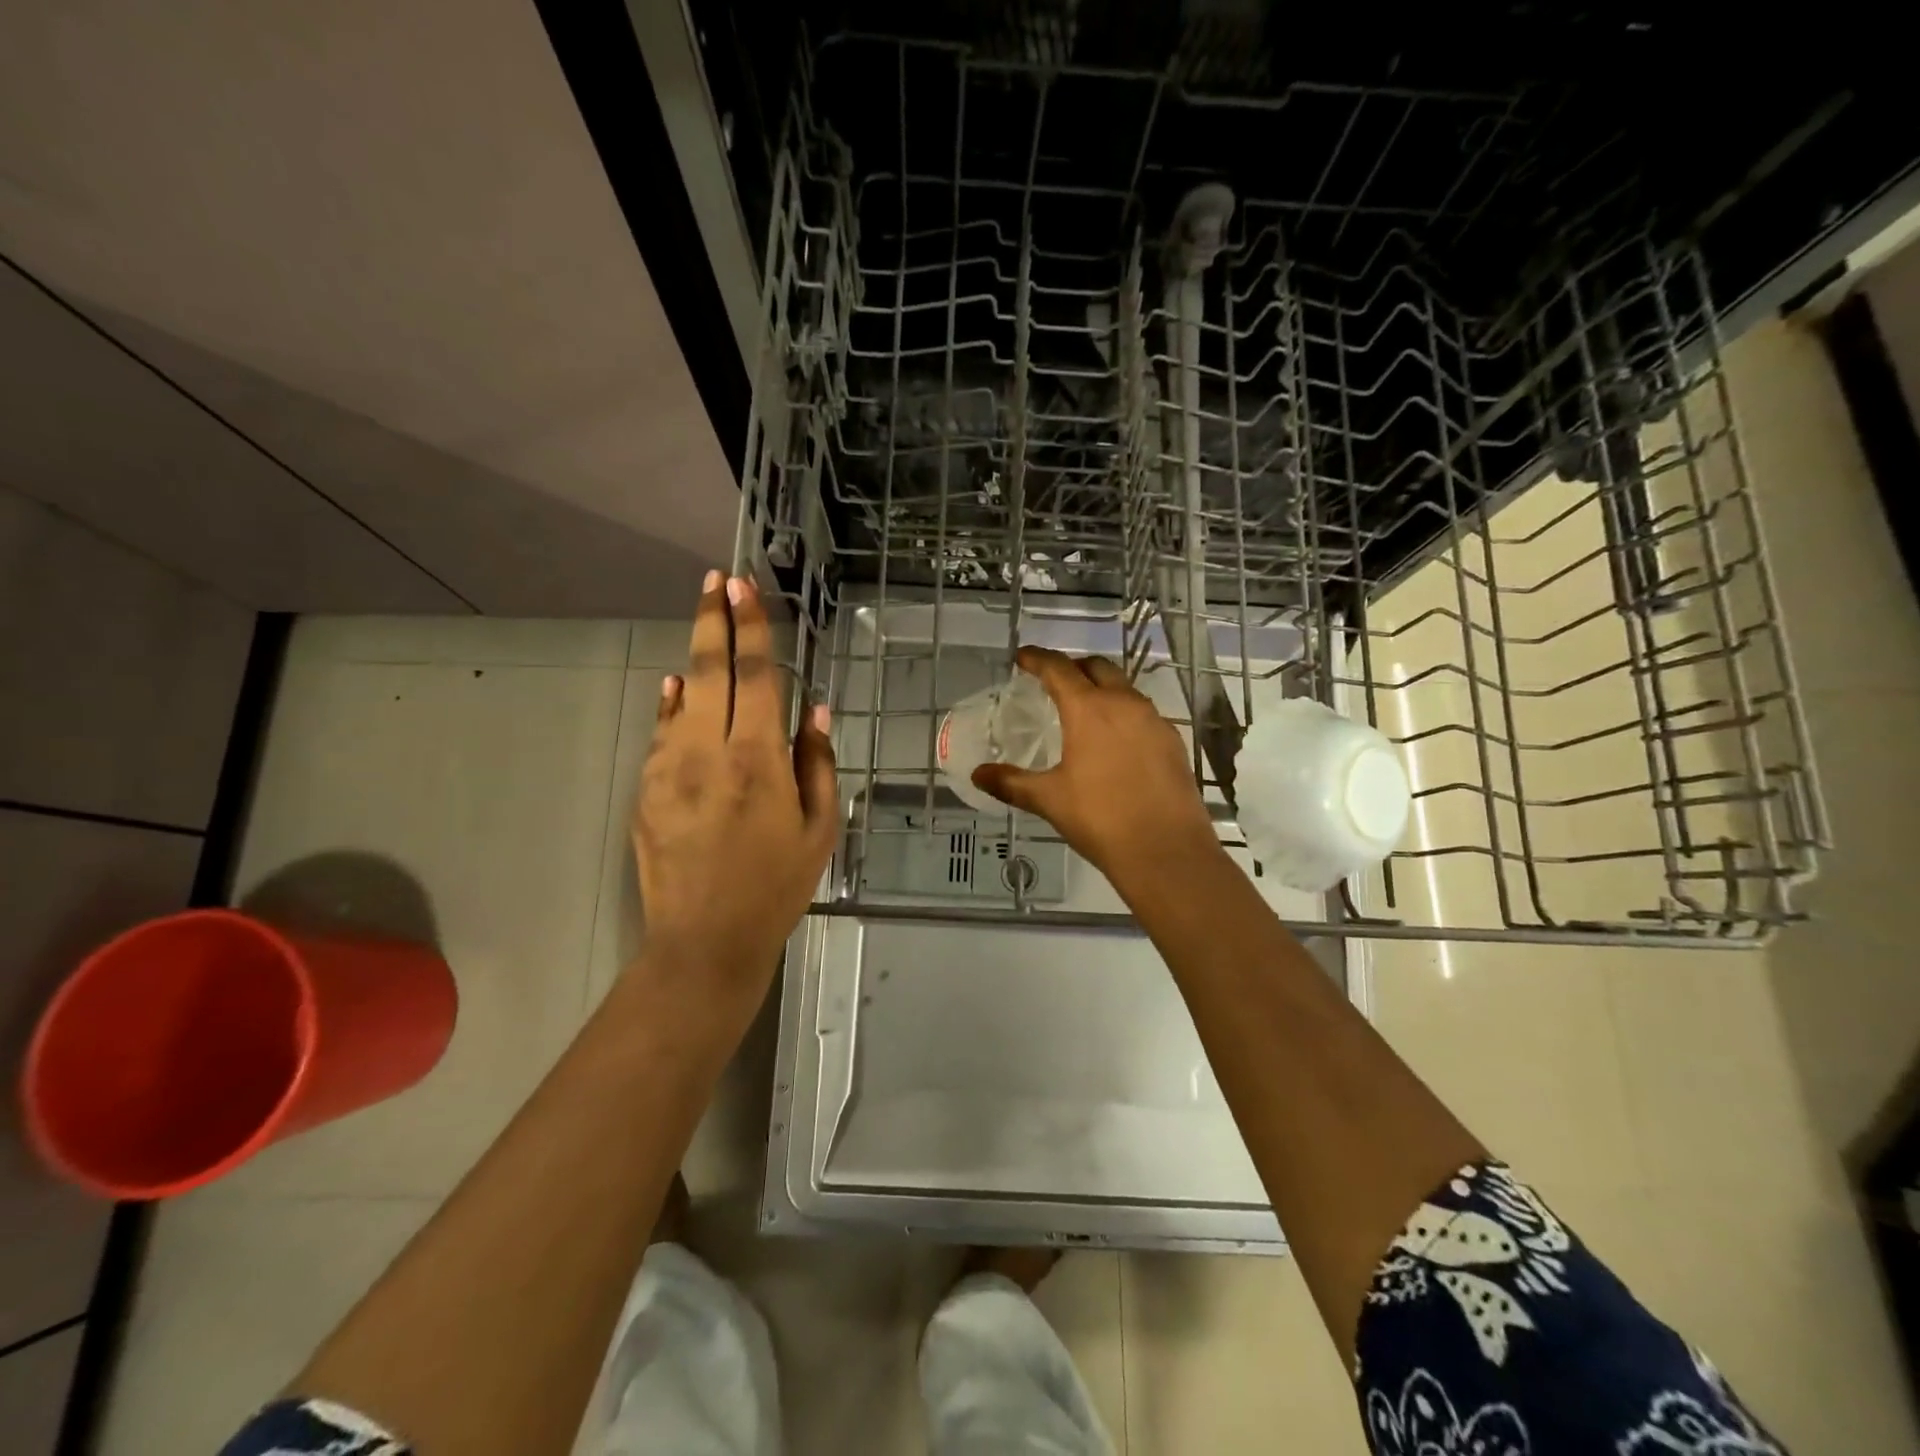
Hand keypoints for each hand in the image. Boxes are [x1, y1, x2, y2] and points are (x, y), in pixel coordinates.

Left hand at [631, 572, 838, 1037]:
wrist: (704, 940)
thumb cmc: (776, 885)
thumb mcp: (819, 829)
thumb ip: (817, 761)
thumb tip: (816, 707)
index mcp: (757, 759)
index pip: (755, 676)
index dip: (752, 627)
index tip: (744, 588)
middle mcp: (707, 752)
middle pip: (709, 670)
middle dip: (713, 620)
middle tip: (715, 581)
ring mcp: (668, 769)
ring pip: (681, 698)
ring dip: (696, 658)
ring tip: (705, 627)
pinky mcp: (645, 791)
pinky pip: (661, 733)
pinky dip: (673, 705)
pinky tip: (679, 691)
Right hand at [971, 646, 1220, 886]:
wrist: (1166, 851)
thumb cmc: (1100, 818)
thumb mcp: (1049, 799)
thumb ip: (1011, 783)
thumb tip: (977, 775)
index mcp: (1090, 709)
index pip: (1059, 669)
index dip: (1038, 659)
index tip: (1023, 657)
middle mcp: (1125, 704)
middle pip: (1097, 668)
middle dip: (1072, 667)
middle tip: (1053, 680)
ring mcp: (1154, 721)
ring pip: (1124, 688)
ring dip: (1101, 688)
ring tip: (1083, 709)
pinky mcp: (1173, 742)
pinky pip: (1143, 714)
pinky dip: (1123, 713)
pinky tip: (1115, 741)